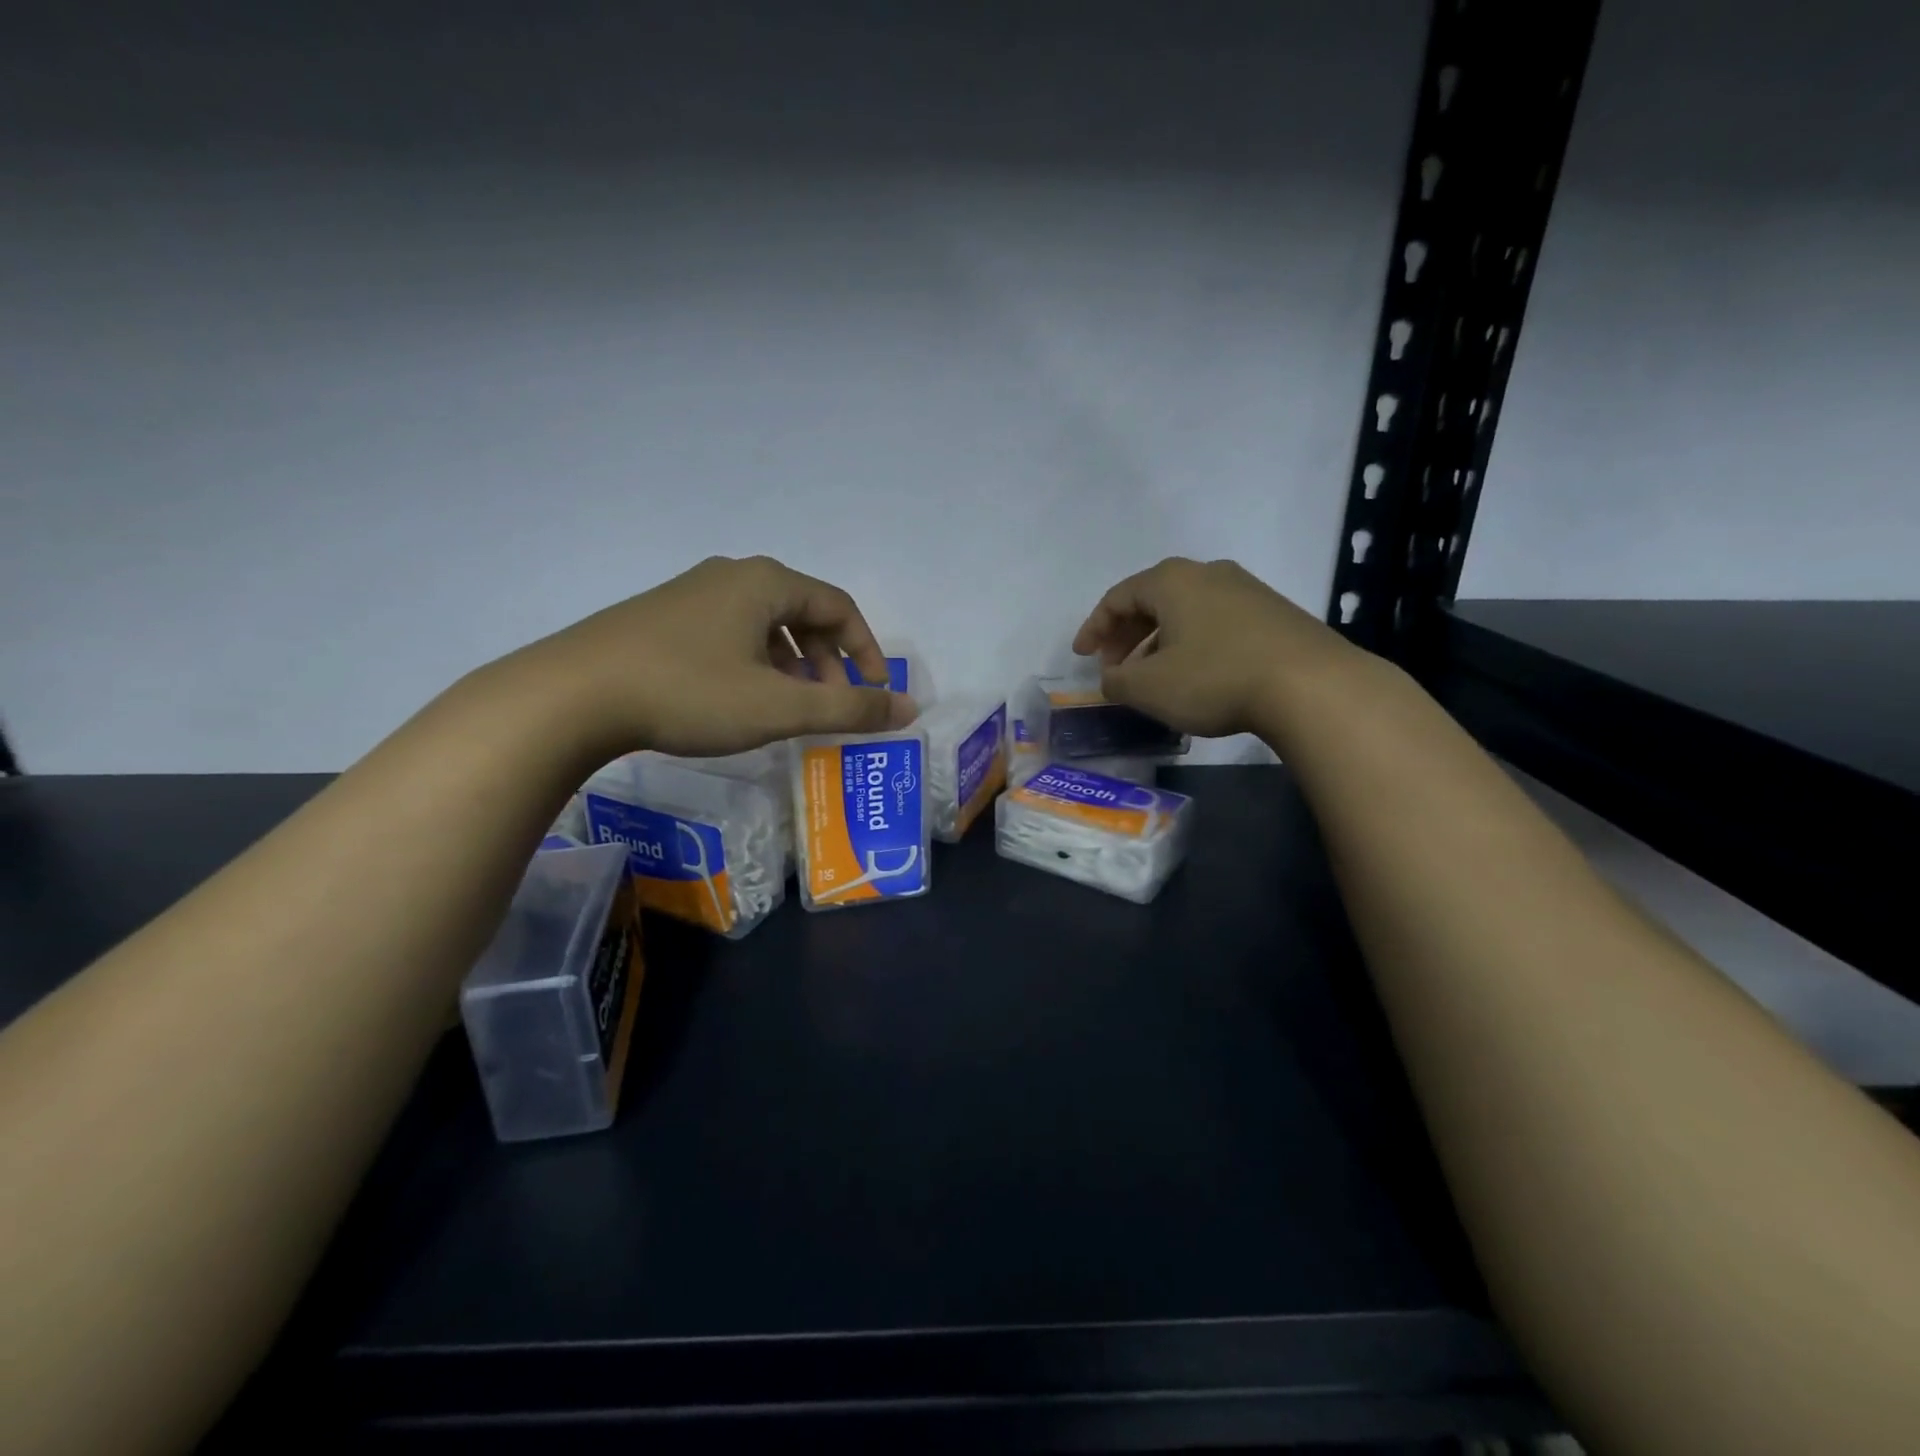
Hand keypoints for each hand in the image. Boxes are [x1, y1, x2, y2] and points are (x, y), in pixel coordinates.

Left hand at [499, 555, 917, 758]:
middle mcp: (732, 576)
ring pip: (764, 624)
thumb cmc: (690, 692)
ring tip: (790, 705)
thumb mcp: (780, 706)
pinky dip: (754, 663)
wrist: (572, 695)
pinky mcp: (661, 617)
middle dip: (828, 660)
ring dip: (791, 663)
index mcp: (766, 583)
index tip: (875, 693)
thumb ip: (849, 709)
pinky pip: (729, 633)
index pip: (840, 607)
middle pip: (803, 612)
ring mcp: (691, 594)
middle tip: (832, 703)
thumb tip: (909, 709)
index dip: (867, 650)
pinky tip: (739, 699)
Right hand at [1071, 557, 1354, 738]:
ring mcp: (1247, 590)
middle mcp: (1208, 574)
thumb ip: (1116, 681)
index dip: (1093, 628)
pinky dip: (1193, 646)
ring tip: (1153, 679)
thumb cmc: (1214, 678)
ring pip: (1186, 613)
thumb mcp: (1149, 688)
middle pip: (1153, 601)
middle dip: (1127, 636)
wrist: (1310, 686)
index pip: (1117, 597)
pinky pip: (1216, 624)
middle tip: (1115, 668)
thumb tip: (1111, 679)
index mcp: (1171, 581)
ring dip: (1160, 643)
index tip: (1081, 657)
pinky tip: (1196, 677)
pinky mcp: (1274, 614)